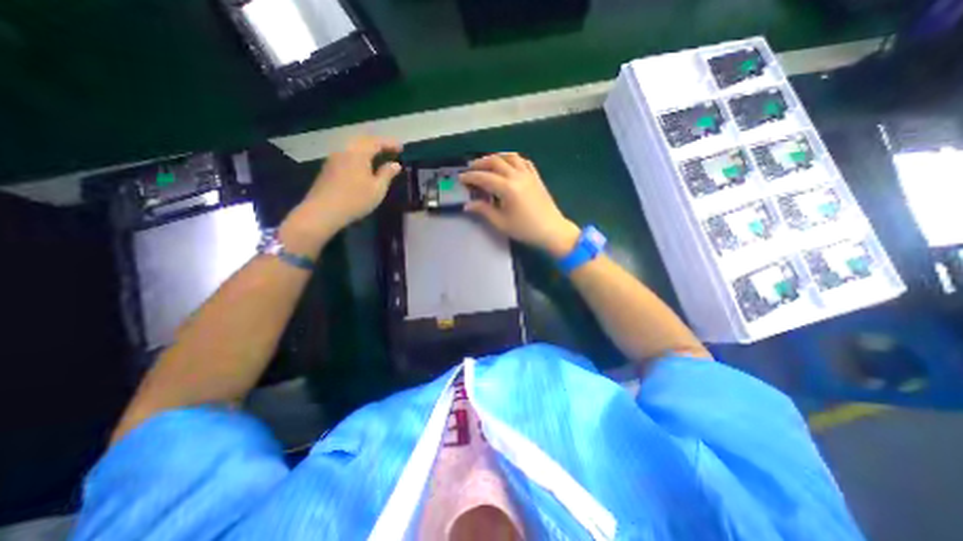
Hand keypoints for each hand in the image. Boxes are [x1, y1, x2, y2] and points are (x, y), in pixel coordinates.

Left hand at [280, 136, 399, 252]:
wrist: (323, 211)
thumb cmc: (355, 200)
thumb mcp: (377, 189)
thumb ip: (387, 174)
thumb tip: (396, 164)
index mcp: (358, 154)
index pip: (376, 142)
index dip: (390, 143)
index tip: (401, 147)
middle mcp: (345, 151)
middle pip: (363, 141)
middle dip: (378, 143)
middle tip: (391, 150)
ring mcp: (334, 158)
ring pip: (353, 147)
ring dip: (367, 149)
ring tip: (378, 157)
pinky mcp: (328, 168)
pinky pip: (347, 155)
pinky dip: (359, 156)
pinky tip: (363, 166)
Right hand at [459, 152, 579, 256]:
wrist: (551, 230)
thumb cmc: (525, 229)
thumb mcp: (501, 223)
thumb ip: (484, 210)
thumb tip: (468, 205)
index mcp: (507, 188)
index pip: (484, 177)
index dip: (470, 177)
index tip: (461, 178)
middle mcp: (517, 176)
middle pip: (495, 161)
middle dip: (480, 163)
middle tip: (471, 169)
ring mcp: (528, 174)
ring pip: (510, 157)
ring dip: (496, 157)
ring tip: (487, 163)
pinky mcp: (536, 177)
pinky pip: (523, 161)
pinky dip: (512, 159)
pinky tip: (508, 164)